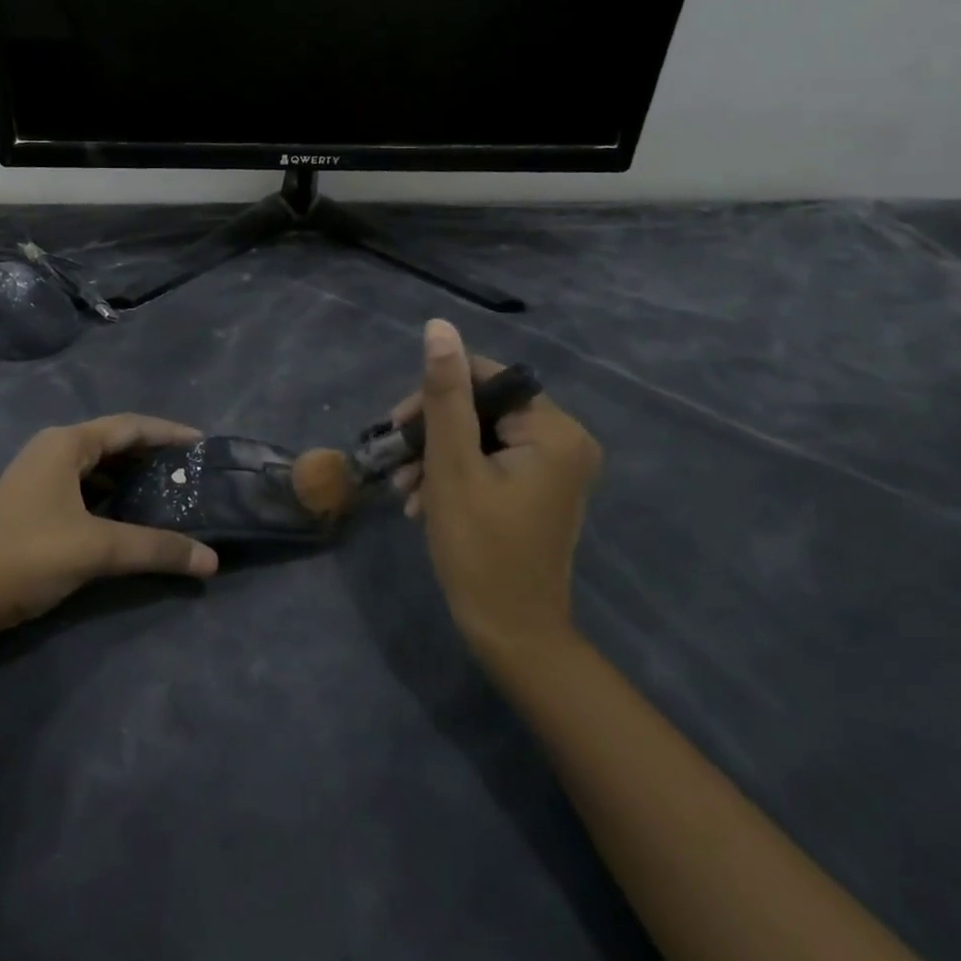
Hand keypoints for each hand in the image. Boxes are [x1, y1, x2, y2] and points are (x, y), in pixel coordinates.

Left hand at [0, 415, 219, 643]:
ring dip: (131, 477)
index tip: (202, 444)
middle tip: (190, 472)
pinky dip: (111, 495)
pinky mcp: (33, 503)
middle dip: (152, 455)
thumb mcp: (97, 548)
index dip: (168, 433)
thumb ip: (156, 549)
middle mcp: (53, 450)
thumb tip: (211, 561)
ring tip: (168, 492)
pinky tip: (129, 515)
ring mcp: (39, 476)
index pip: (129, 426)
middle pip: (114, 443)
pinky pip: (84, 487)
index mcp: (66, 444)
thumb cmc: (28, 555)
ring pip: (98, 467)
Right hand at [390, 320, 602, 667]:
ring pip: (480, 436)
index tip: (398, 425)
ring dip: (436, 457)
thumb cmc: (479, 548)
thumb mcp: (451, 465)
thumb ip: (444, 394)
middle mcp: (565, 441)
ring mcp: (554, 467)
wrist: (510, 633)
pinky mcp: (539, 489)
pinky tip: (422, 501)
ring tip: (404, 490)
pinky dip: (454, 474)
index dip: (436, 394)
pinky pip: (490, 461)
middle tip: (396, 462)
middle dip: (432, 433)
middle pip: (482, 408)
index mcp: (554, 430)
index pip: (485, 378)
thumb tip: (439, 326)